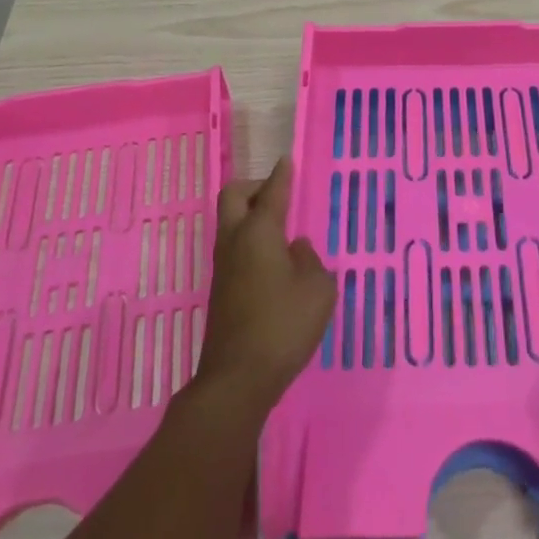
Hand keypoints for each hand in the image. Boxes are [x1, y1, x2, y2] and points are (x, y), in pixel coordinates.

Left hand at [194, 156, 335, 413]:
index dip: (281, 174)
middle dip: (254, 186)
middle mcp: (235, 241)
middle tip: (278, 195)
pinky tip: (273, 261)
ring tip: (281, 228)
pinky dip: (250, 241)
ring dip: (250, 215)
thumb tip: (295, 249)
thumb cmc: (283, 326)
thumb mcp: (317, 290)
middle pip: (234, 196)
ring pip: (230, 222)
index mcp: (259, 232)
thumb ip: (310, 260)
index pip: (272, 192)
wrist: (237, 378)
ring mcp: (223, 266)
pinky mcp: (220, 290)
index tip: (286, 160)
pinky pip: (234, 248)